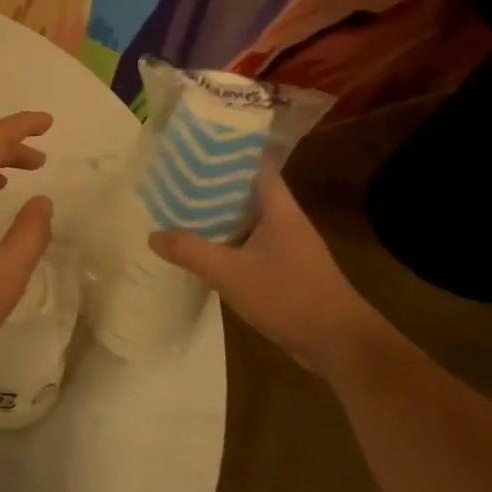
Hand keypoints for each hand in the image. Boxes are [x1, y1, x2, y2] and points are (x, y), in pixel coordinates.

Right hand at [150, 168, 387, 377]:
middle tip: (176, 178)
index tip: (195, 148)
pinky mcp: (286, 269)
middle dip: (213, 184)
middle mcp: (285, 219)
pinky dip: (228, 241)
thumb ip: (191, 251)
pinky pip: (250, 243)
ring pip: (247, 219)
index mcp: (279, 207)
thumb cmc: (289, 296)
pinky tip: (204, 249)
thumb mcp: (231, 273)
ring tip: (181, 208)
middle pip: (246, 190)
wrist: (339, 343)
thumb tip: (152, 235)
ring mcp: (288, 245)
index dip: (227, 152)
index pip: (254, 164)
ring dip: (219, 214)